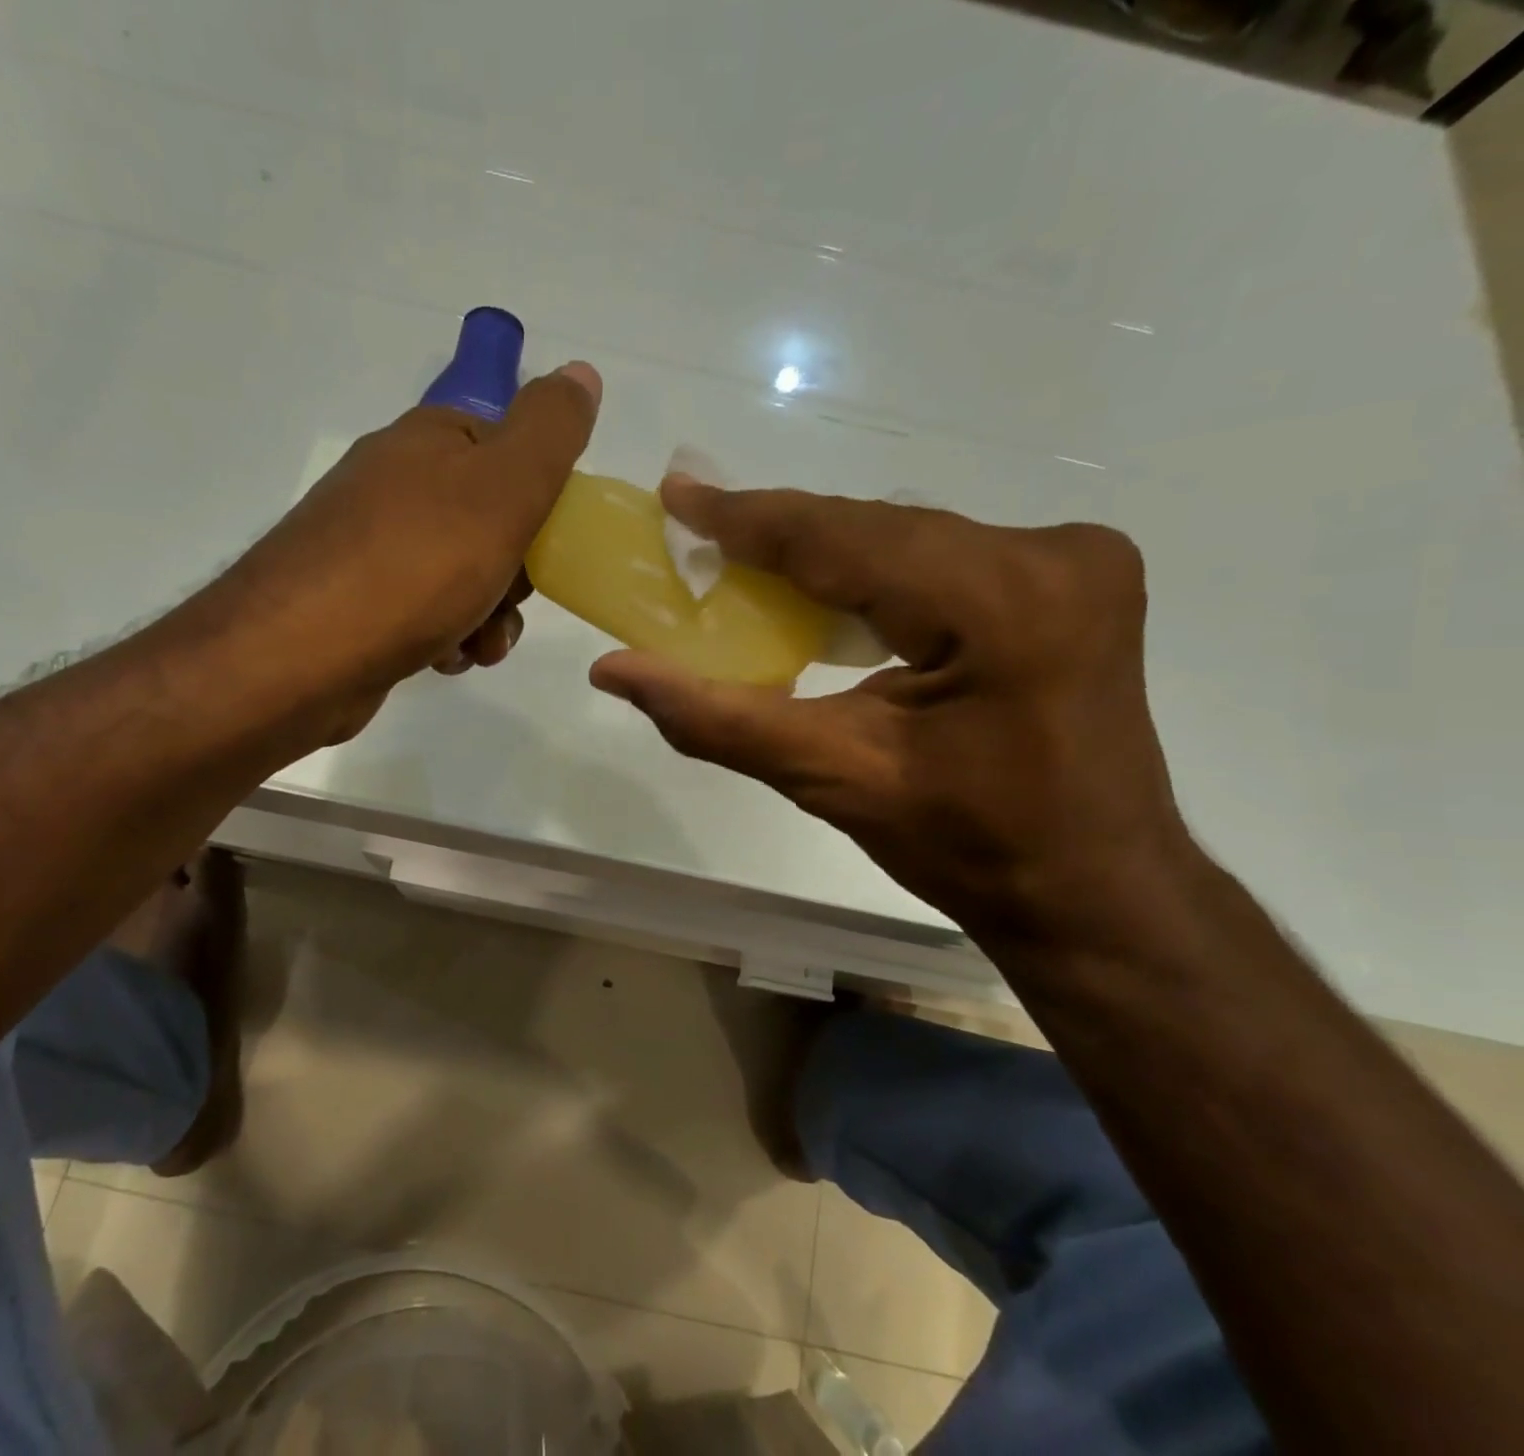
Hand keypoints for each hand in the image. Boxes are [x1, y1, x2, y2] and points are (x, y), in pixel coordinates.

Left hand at [225, 362, 599, 739]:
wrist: (299, 656)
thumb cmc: (415, 566)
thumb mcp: (502, 488)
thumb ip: (549, 431)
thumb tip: (581, 373)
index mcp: (430, 443)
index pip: (511, 453)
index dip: (542, 503)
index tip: (547, 548)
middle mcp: (395, 484)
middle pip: (490, 522)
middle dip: (515, 573)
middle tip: (507, 602)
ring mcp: (369, 545)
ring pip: (462, 575)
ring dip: (487, 616)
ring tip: (478, 647)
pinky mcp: (355, 602)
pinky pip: (425, 612)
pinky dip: (446, 637)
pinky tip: (443, 660)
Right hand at [589, 477, 1194, 949]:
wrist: (1093, 890)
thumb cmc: (968, 847)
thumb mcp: (832, 779)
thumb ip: (716, 718)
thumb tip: (614, 670)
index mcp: (1001, 602)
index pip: (845, 539)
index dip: (750, 518)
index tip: (678, 495)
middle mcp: (1051, 554)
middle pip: (877, 530)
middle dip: (781, 535)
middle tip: (698, 530)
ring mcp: (1076, 559)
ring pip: (908, 538)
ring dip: (824, 552)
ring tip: (744, 557)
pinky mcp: (1073, 577)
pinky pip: (944, 555)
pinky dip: (874, 571)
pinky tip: (824, 589)